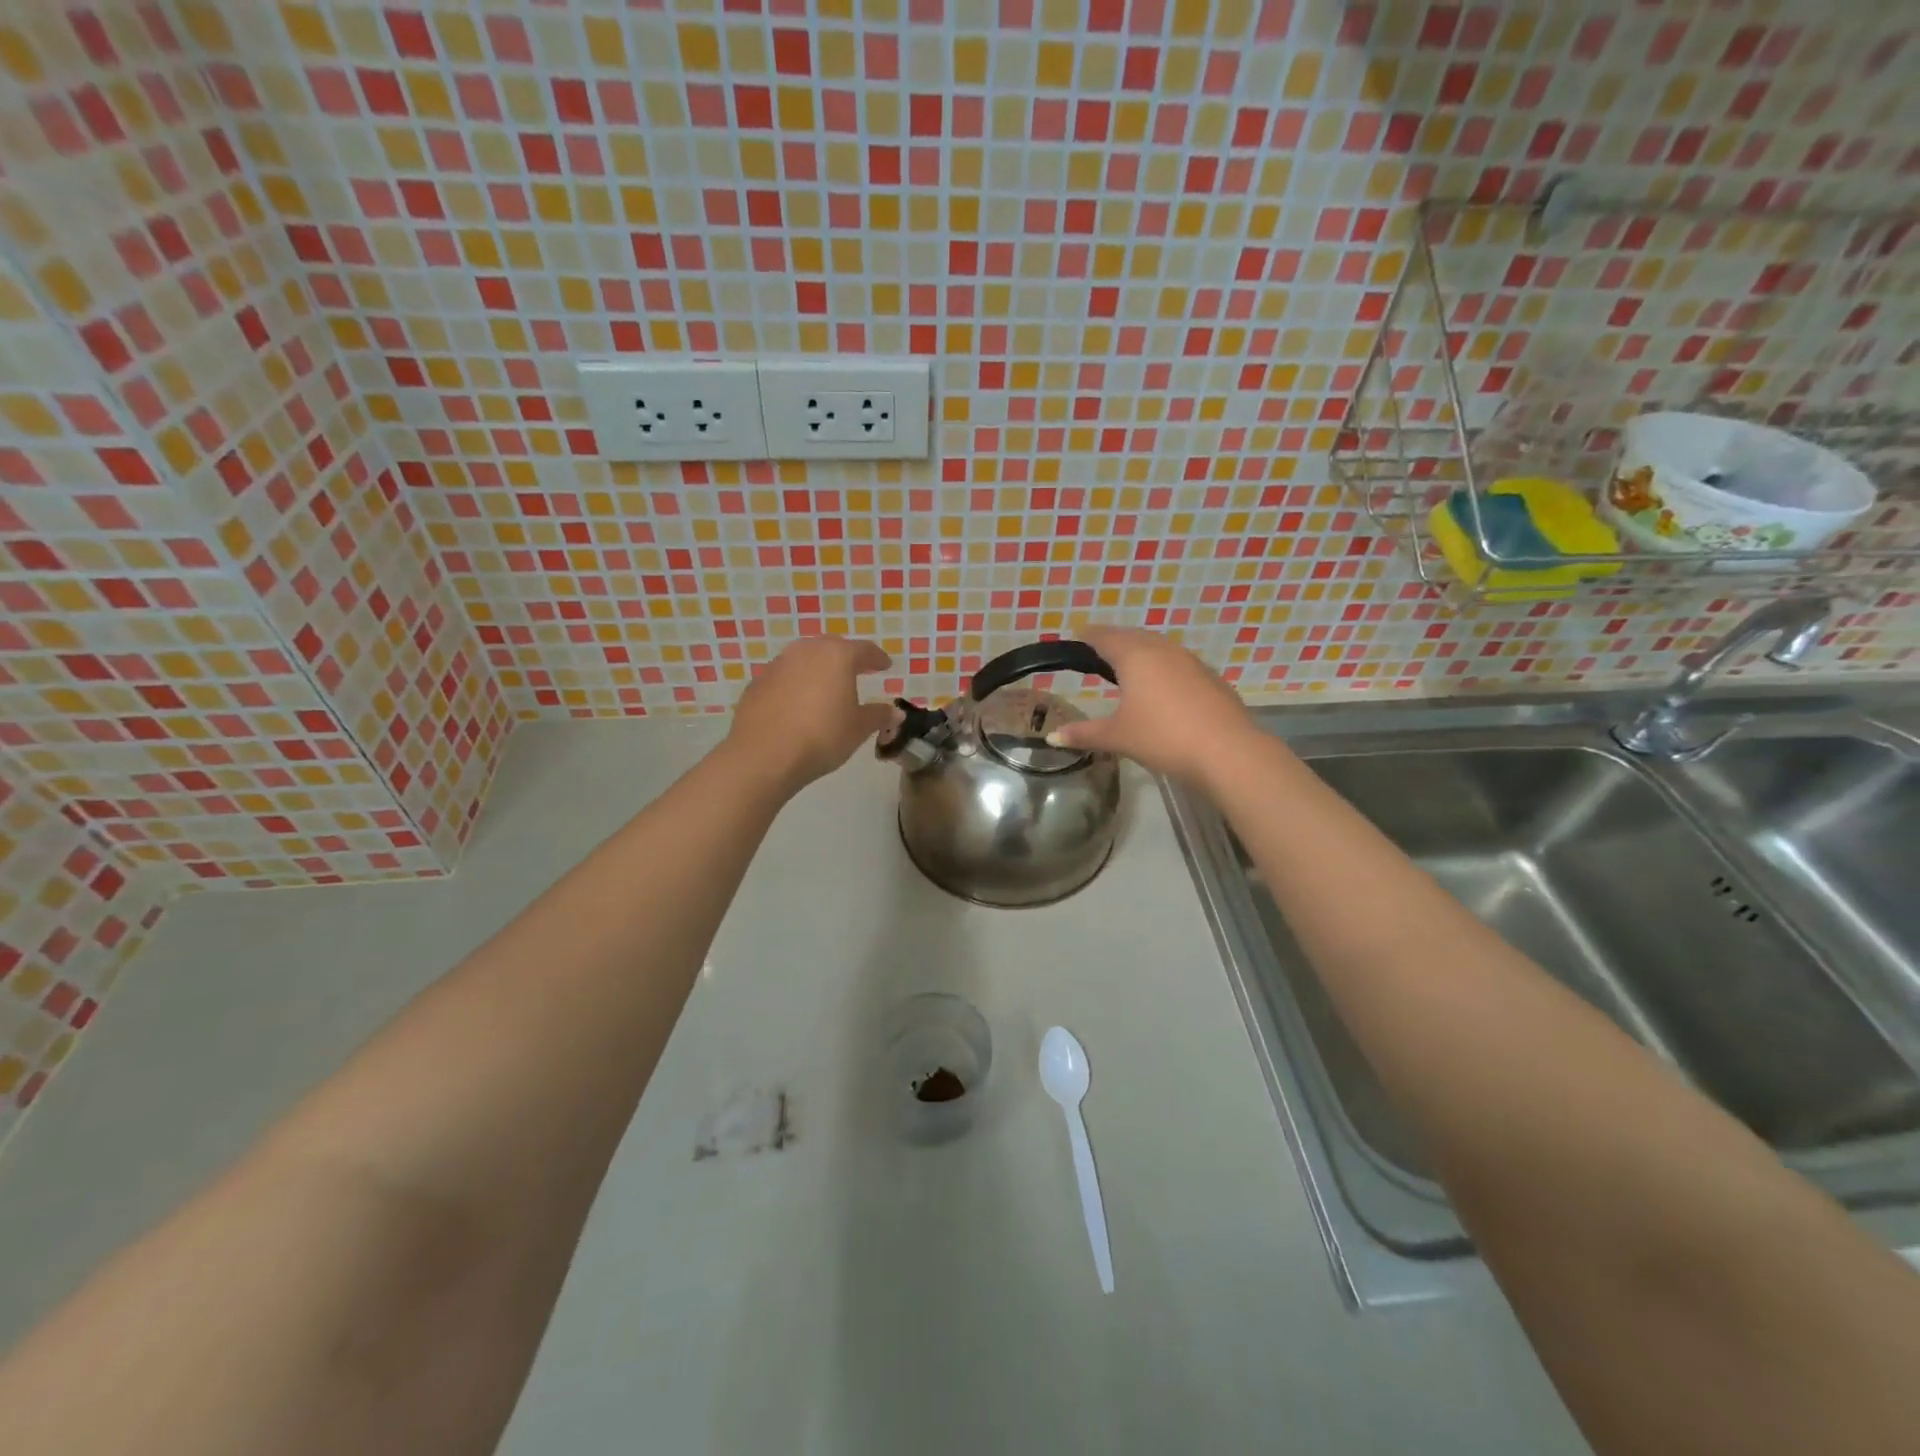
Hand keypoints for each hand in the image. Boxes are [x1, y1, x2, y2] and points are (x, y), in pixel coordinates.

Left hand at [726, 636, 899, 792]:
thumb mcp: (858, 729)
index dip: (877, 658)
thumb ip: (878, 716)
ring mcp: (778, 664)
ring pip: (804, 659)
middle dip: (846, 657)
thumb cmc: (822, 737)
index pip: (864, 649)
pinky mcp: (758, 683)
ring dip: (818, 668)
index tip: (885, 665)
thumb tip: (896, 713)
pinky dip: (795, 684)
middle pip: (831, 647)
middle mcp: (806, 651)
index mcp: (837, 656)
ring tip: (826, 687)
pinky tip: (798, 704)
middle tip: (856, 670)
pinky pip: (784, 677)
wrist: (764, 755)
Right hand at [1043, 626, 1257, 786]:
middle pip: (1132, 636)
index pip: (1105, 636)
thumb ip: (1084, 734)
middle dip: (1114, 641)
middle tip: (1098, 651)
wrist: (1228, 751)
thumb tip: (1052, 738)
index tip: (1077, 635)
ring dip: (1140, 652)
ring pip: (1158, 647)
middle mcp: (1162, 649)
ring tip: (1127, 667)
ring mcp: (1190, 661)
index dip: (1088, 635)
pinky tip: (1161, 687)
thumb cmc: (1163, 737)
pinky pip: (1177, 663)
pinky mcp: (1209, 677)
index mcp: (1135, 656)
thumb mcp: (1118, 737)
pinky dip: (1162, 667)